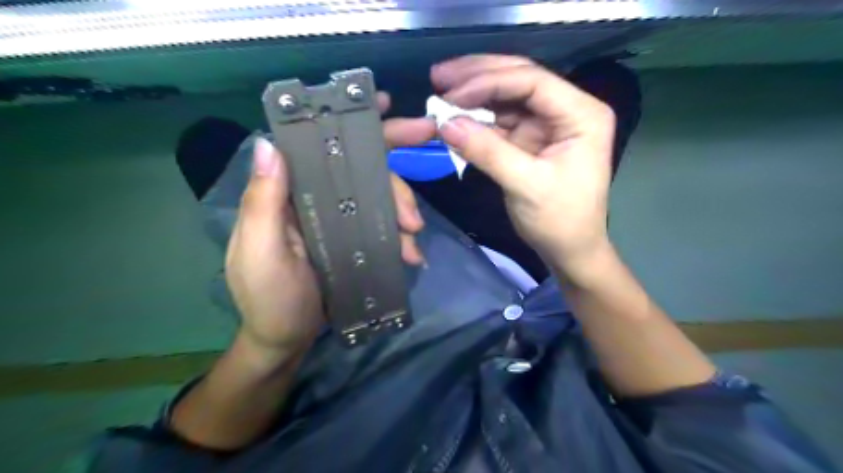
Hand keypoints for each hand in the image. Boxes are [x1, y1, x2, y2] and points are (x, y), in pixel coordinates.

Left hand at [223, 98, 433, 359]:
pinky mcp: (354, 240)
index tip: (383, 106)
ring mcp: (339, 219)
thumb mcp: (262, 253)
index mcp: (289, 193)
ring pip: (379, 198)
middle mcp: (315, 198)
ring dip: (403, 212)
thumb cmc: (270, 300)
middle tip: (419, 191)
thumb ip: (264, 203)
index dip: (349, 124)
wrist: (288, 342)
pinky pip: (384, 226)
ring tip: (414, 240)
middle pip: (360, 170)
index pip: (318, 147)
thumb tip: (269, 144)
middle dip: (394, 174)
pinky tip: (412, 254)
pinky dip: (401, 236)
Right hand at [430, 54, 616, 271]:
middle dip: (478, 76)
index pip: (533, 82)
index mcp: (581, 114)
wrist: (569, 249)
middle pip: (519, 80)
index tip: (452, 94)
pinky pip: (499, 120)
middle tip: (439, 75)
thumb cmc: (560, 220)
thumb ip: (487, 152)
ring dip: (473, 93)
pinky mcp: (529, 139)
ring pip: (506, 96)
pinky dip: (476, 117)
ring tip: (440, 88)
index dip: (489, 82)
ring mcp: (546, 123)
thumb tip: (445, 124)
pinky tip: (454, 114)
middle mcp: (566, 110)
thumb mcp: (526, 186)